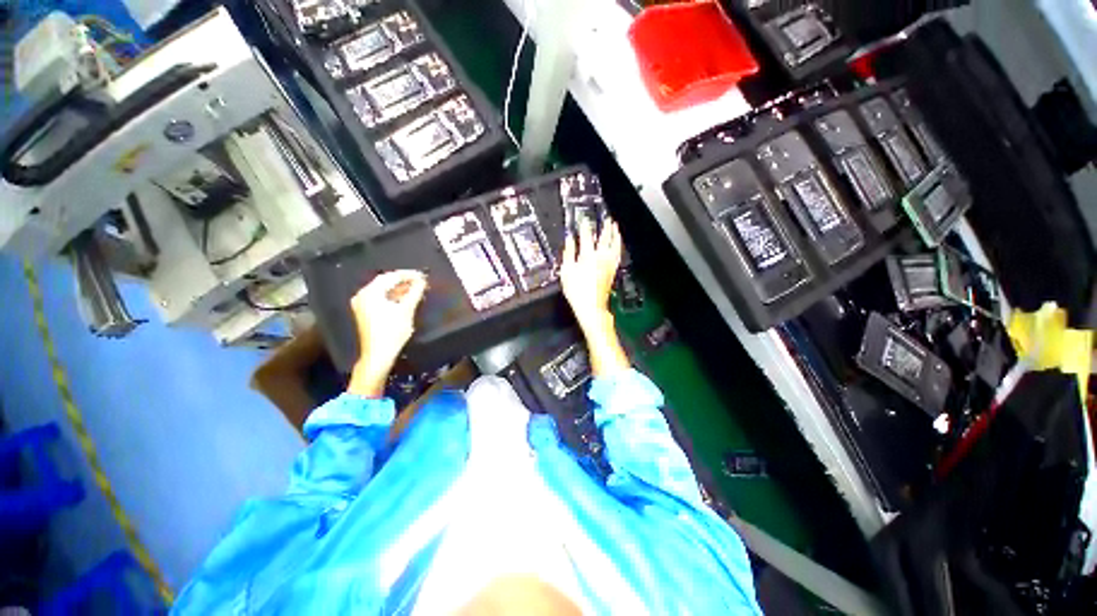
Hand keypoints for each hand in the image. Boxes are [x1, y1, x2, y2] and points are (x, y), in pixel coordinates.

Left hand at [348, 270, 427, 397]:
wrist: (378, 354)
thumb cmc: (392, 331)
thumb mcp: (406, 310)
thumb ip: (415, 292)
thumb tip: (422, 281)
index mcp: (370, 292)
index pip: (391, 277)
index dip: (408, 275)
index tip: (423, 275)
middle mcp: (363, 295)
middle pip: (385, 282)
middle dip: (404, 281)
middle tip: (421, 281)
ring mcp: (362, 304)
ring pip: (383, 290)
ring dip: (399, 288)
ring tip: (416, 289)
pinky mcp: (365, 312)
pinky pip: (380, 298)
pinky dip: (393, 296)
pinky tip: (405, 298)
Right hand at [559, 220, 621, 333]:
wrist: (591, 306)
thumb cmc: (577, 291)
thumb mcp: (566, 271)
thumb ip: (568, 253)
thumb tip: (570, 240)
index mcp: (588, 256)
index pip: (587, 236)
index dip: (585, 226)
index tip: (584, 219)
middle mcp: (601, 257)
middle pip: (605, 237)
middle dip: (605, 226)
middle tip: (606, 217)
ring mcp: (609, 264)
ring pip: (615, 244)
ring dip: (615, 234)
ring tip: (615, 226)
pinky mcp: (612, 271)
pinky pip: (618, 254)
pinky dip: (618, 246)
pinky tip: (618, 245)